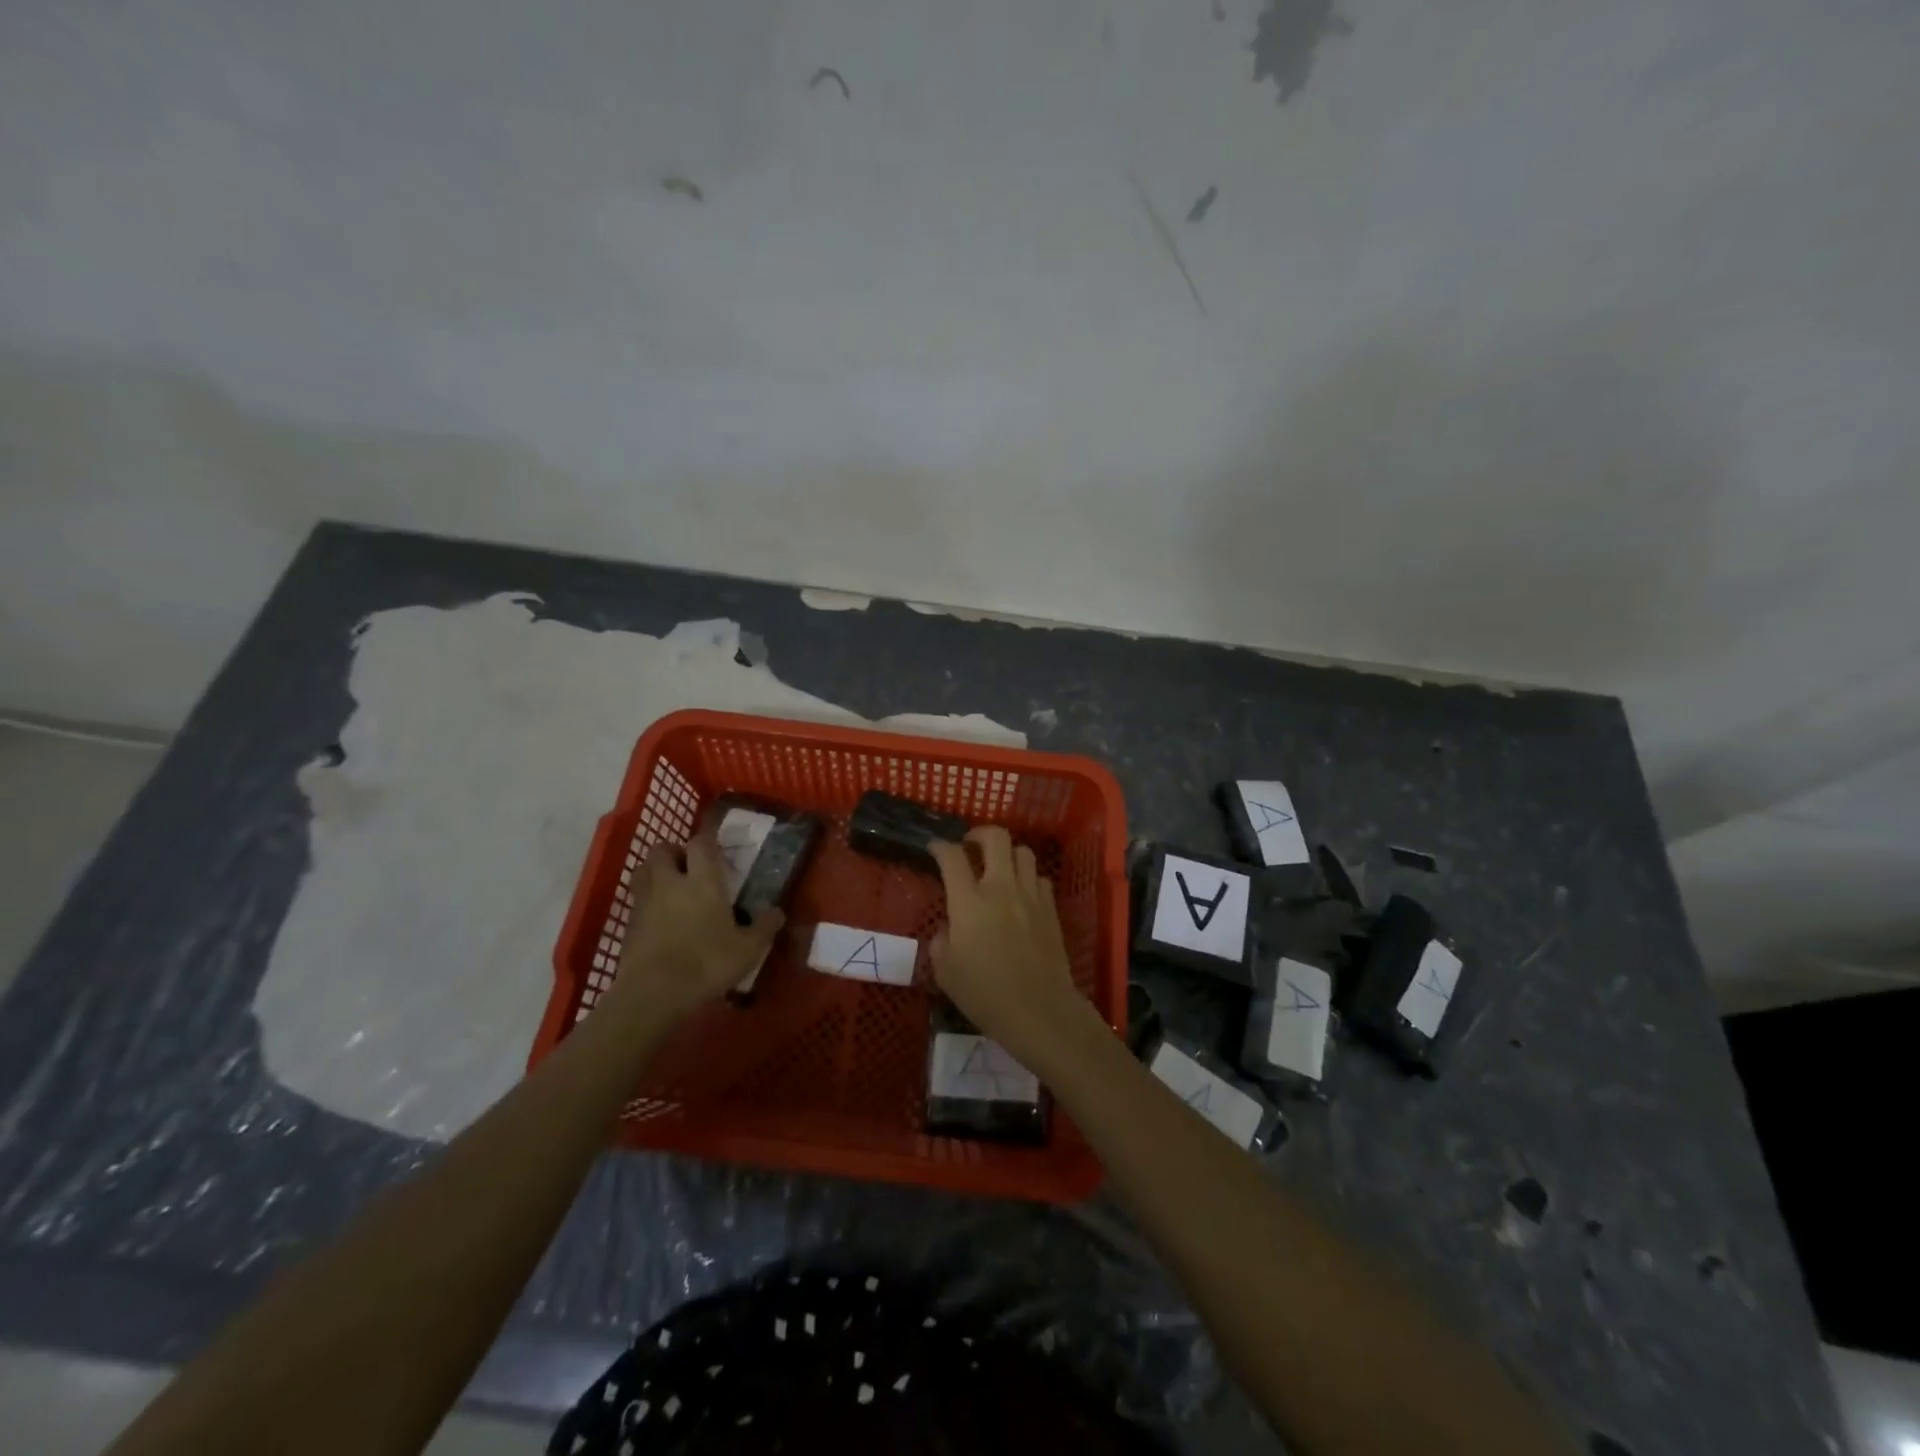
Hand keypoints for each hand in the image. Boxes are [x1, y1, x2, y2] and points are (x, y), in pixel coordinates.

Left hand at [609, 831, 783, 1024]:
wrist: (653, 995)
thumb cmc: (707, 964)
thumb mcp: (748, 949)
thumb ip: (764, 927)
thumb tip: (777, 911)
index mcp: (703, 881)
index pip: (701, 843)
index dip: (708, 838)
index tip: (717, 845)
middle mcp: (671, 883)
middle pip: (662, 849)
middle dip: (675, 852)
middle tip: (690, 866)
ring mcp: (645, 903)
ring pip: (643, 871)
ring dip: (656, 872)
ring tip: (672, 888)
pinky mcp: (628, 925)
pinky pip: (637, 900)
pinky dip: (647, 901)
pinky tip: (661, 919)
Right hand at [929, 827, 1087, 1067]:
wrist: (1039, 1010)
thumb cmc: (985, 993)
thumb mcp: (945, 971)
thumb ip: (941, 941)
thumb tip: (949, 929)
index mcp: (968, 901)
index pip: (951, 857)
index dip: (939, 846)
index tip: (934, 848)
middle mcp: (1000, 888)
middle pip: (995, 837)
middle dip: (979, 833)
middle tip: (969, 846)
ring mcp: (1029, 895)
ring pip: (1022, 851)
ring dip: (1007, 853)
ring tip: (998, 867)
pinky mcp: (1050, 908)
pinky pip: (1039, 878)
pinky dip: (1027, 878)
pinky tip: (1021, 894)